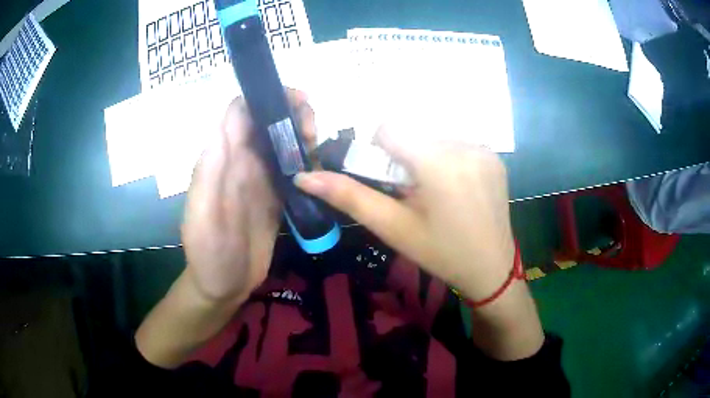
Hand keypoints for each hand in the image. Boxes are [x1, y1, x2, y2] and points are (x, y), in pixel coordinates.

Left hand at [182, 90, 315, 304]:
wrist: (223, 286)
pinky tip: (319, 167)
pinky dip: (307, 159)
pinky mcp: (275, 195)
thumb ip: (211, 172)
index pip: (240, 112)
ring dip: (302, 133)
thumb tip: (226, 123)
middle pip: (266, 120)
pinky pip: (292, 166)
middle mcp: (240, 161)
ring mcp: (259, 178)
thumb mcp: (203, 216)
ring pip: (282, 140)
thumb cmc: (208, 254)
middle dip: (292, 113)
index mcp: (220, 159)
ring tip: (317, 147)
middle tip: (312, 131)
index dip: (266, 98)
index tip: (295, 102)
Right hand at [294, 126, 514, 301]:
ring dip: (427, 156)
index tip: (390, 180)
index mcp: (438, 162)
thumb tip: (305, 176)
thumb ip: (349, 197)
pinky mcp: (494, 156)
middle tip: (414, 192)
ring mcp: (484, 149)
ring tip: (437, 192)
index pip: (391, 127)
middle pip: (414, 131)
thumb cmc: (440, 252)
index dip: (381, 150)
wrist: (490, 268)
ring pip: (435, 135)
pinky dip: (448, 158)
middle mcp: (465, 145)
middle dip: (405, 156)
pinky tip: (457, 188)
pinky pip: (459, 143)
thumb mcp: (393, 227)